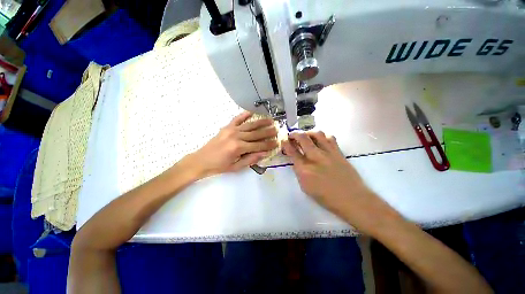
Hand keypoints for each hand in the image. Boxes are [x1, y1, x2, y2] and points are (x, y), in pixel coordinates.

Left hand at [189, 111, 277, 176]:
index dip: (269, 144)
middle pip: (256, 134)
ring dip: (261, 122)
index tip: (277, 142)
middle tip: (277, 129)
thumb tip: (264, 153)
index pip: (258, 145)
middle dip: (268, 132)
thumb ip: (251, 159)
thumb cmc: (219, 166)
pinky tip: (252, 112)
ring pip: (250, 125)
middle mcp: (236, 136)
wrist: (201, 160)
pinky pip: (237, 118)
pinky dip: (245, 114)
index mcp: (239, 148)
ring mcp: (231, 130)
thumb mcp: (236, 167)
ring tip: (271, 120)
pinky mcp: (227, 127)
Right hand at [282, 131, 384, 231]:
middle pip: (303, 138)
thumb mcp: (306, 188)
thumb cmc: (327, 197)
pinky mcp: (339, 152)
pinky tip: (320, 140)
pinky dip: (322, 136)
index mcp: (305, 170)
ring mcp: (329, 153)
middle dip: (294, 134)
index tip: (283, 141)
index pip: (292, 152)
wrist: (353, 199)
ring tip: (306, 136)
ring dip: (308, 133)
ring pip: (317, 134)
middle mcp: (316, 158)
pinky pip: (330, 138)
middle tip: (292, 135)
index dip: (286, 144)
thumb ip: (299, 172)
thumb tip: (297, 160)